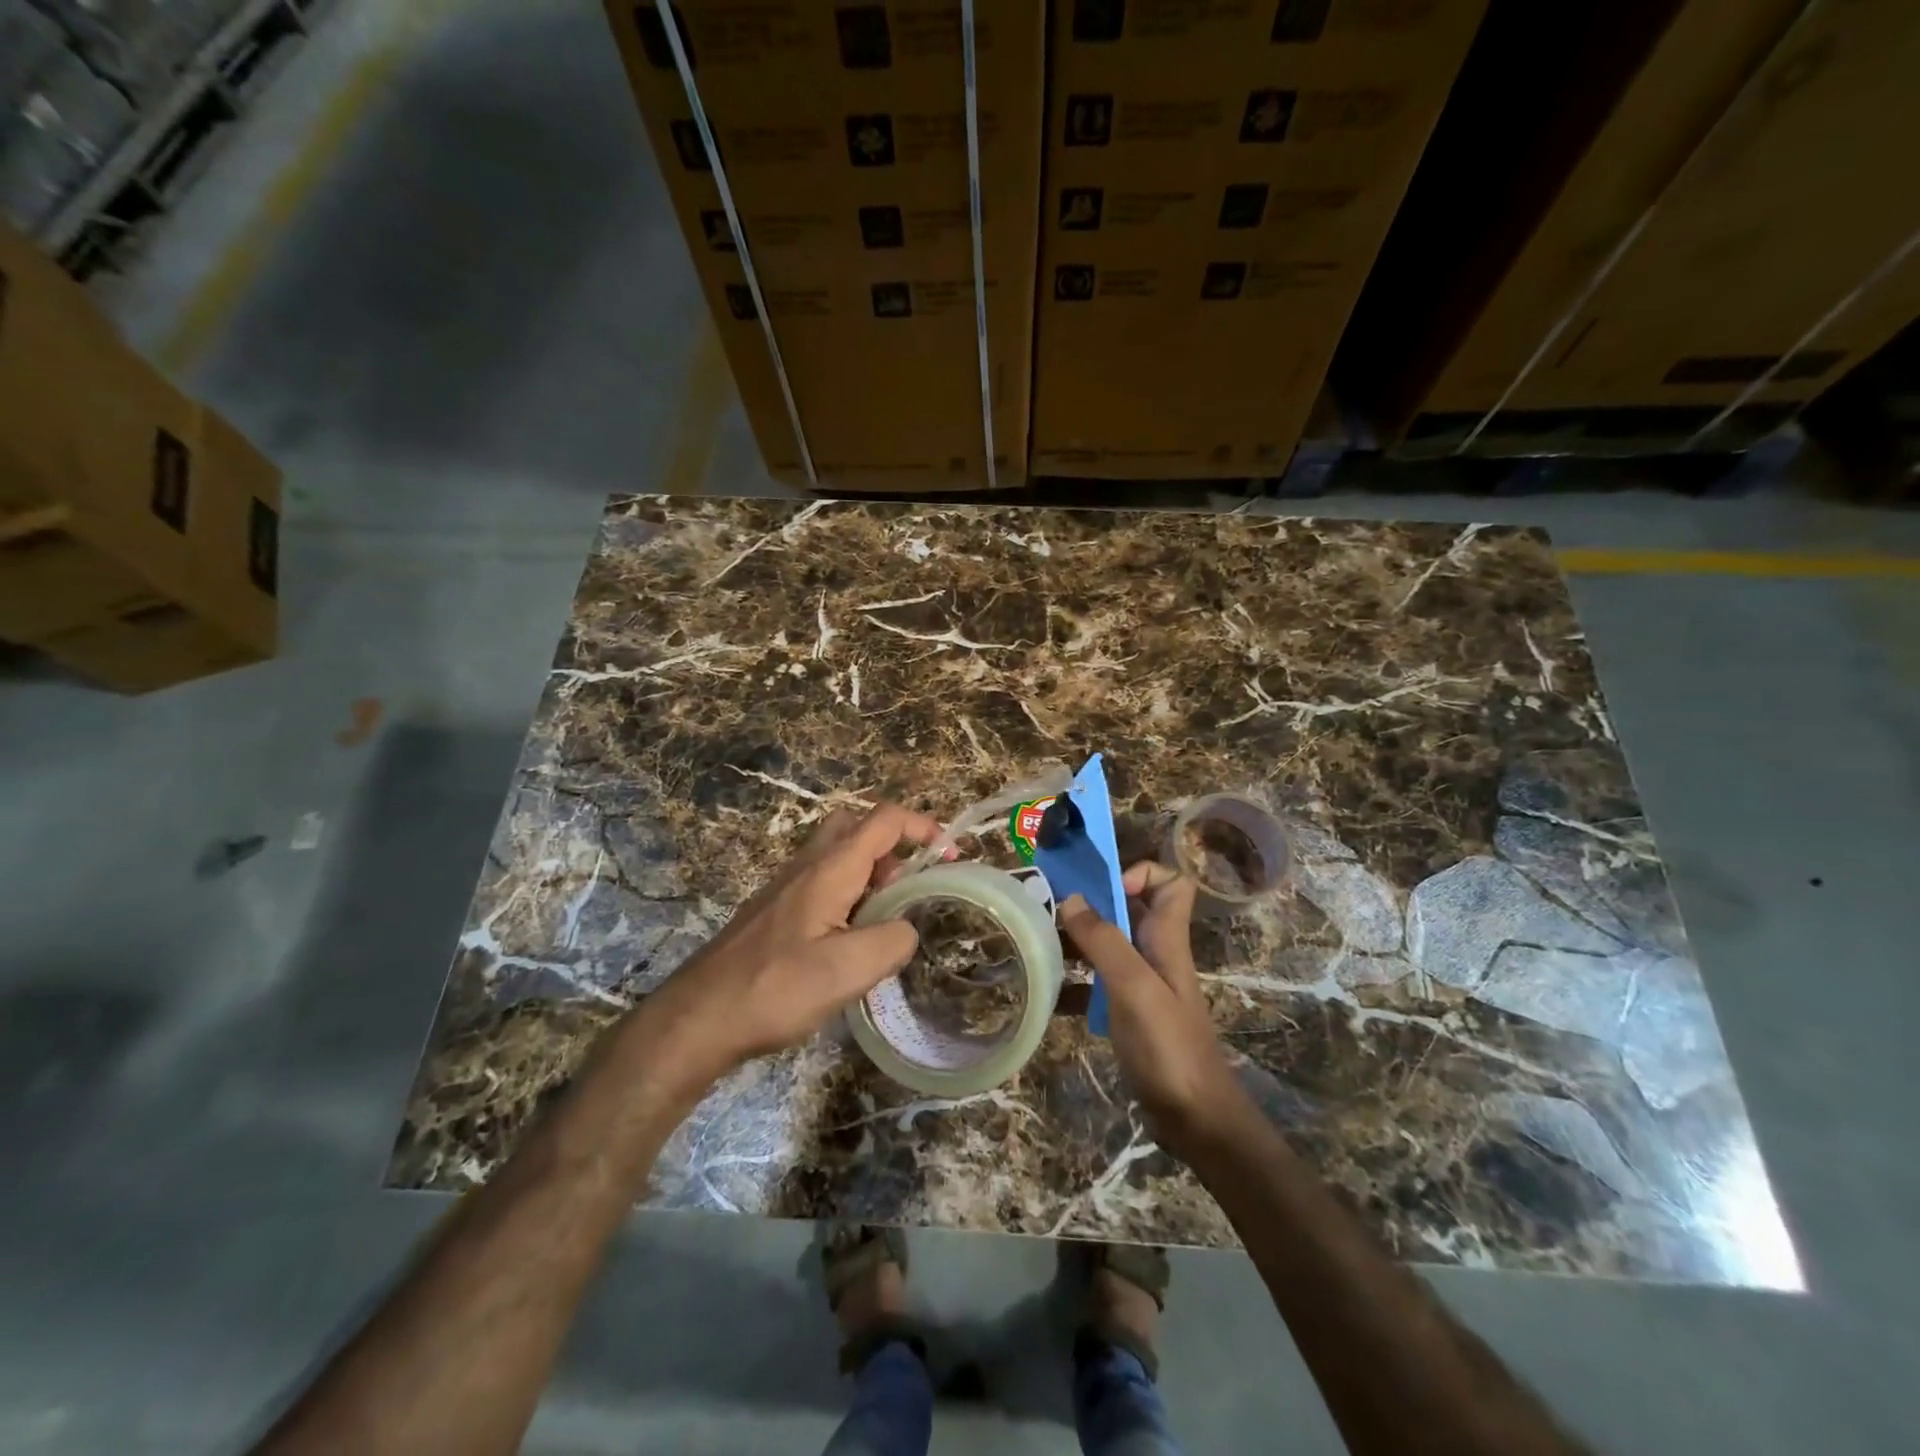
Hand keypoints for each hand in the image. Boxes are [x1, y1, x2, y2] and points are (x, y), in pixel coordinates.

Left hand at [640, 803, 943, 1093]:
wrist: (697, 1018)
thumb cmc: (774, 988)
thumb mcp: (848, 970)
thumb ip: (893, 941)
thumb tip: (906, 929)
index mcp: (830, 868)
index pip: (884, 821)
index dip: (923, 827)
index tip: (950, 857)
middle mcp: (807, 866)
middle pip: (856, 827)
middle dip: (893, 845)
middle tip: (910, 885)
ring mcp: (787, 888)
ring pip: (838, 857)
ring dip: (871, 874)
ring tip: (887, 921)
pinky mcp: (775, 913)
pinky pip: (822, 884)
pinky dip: (849, 896)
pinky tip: (850, 943)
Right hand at [1061, 862, 1248, 1160]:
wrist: (1195, 1120)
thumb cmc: (1168, 1047)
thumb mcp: (1134, 987)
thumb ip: (1104, 940)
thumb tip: (1071, 897)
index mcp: (1166, 939)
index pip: (1171, 883)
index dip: (1140, 874)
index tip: (1103, 889)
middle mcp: (1155, 954)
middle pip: (1128, 911)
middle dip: (1090, 904)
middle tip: (1047, 910)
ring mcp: (1142, 986)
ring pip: (1108, 946)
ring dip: (1076, 942)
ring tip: (1037, 945)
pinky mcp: (1128, 1014)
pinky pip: (1096, 986)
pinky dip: (1074, 985)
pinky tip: (1047, 995)